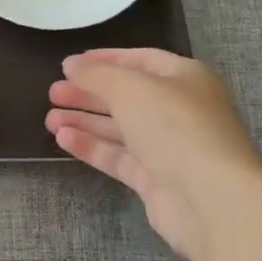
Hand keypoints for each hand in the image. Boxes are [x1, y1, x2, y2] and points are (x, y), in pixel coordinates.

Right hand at [47, 48, 261, 260]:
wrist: (212, 201)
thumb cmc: (175, 127)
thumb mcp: (131, 88)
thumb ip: (96, 74)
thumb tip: (72, 64)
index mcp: (184, 78)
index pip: (140, 60)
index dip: (104, 60)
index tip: (70, 64)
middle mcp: (179, 109)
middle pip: (127, 96)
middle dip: (89, 93)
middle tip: (53, 92)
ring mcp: (169, 147)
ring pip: (120, 128)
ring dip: (85, 121)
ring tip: (49, 118)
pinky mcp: (156, 180)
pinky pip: (119, 157)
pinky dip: (92, 146)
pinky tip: (63, 139)